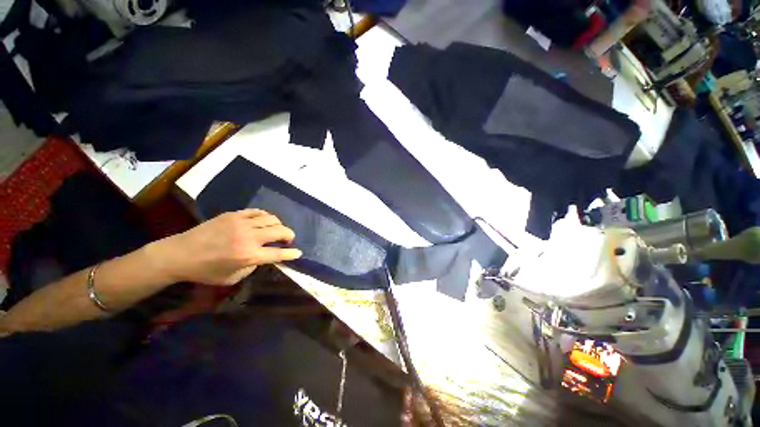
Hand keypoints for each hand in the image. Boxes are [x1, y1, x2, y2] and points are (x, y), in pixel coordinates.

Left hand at [147, 209, 301, 285]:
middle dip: (289, 236)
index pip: (278, 253)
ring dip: (279, 225)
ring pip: (272, 219)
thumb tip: (263, 256)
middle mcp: (249, 237)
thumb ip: (253, 266)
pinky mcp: (234, 214)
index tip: (299, 253)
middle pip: (280, 231)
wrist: (179, 254)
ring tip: (276, 230)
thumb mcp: (232, 278)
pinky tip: (264, 221)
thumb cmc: (206, 271)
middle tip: (287, 240)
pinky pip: (258, 212)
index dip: (291, 253)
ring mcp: (241, 223)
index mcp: (248, 255)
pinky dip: (266, 216)